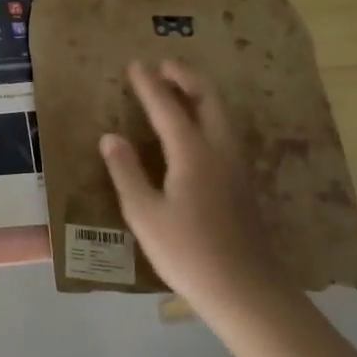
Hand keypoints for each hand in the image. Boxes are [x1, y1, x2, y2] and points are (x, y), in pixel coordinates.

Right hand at [98, 61, 288, 318]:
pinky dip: (209, 114)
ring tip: (179, 88)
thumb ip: (126, 172)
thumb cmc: (188, 253)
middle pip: (208, 100)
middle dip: (186, 78)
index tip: (135, 65)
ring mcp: (237, 167)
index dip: (149, 85)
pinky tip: (198, 128)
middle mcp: (220, 151)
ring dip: (200, 94)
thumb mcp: (144, 214)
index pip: (168, 107)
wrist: (246, 291)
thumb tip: (110, 137)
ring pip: (222, 115)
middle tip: (164, 66)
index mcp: (193, 154)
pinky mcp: (243, 183)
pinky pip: (226, 132)